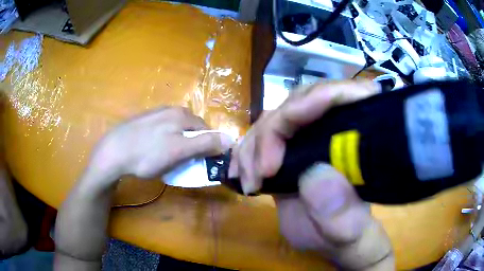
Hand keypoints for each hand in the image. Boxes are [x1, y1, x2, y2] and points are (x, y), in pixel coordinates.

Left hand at [91, 107, 232, 181]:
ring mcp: (155, 114)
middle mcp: (170, 109)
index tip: (201, 162)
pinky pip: (162, 131)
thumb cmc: (148, 154)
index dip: (208, 146)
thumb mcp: (179, 151)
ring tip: (168, 158)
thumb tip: (230, 139)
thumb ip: (205, 144)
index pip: (206, 129)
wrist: (112, 152)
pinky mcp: (144, 121)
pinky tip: (154, 151)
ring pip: (176, 130)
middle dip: (192, 145)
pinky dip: (165, 141)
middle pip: (191, 129)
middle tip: (184, 162)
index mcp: (181, 114)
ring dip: (179, 143)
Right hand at [229, 81, 393, 269]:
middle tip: (261, 174)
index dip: (316, 99)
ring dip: (254, 146)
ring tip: (250, 183)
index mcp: (360, 143)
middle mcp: (336, 131)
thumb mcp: (350, 234)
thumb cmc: (347, 238)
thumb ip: (343, 214)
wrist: (330, 241)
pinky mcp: (289, 150)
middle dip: (273, 132)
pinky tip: (241, 174)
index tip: (286, 131)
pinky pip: (261, 136)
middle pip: (300, 103)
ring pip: (275, 118)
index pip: (345, 97)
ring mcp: (310, 137)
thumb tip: (316, 175)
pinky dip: (246, 152)